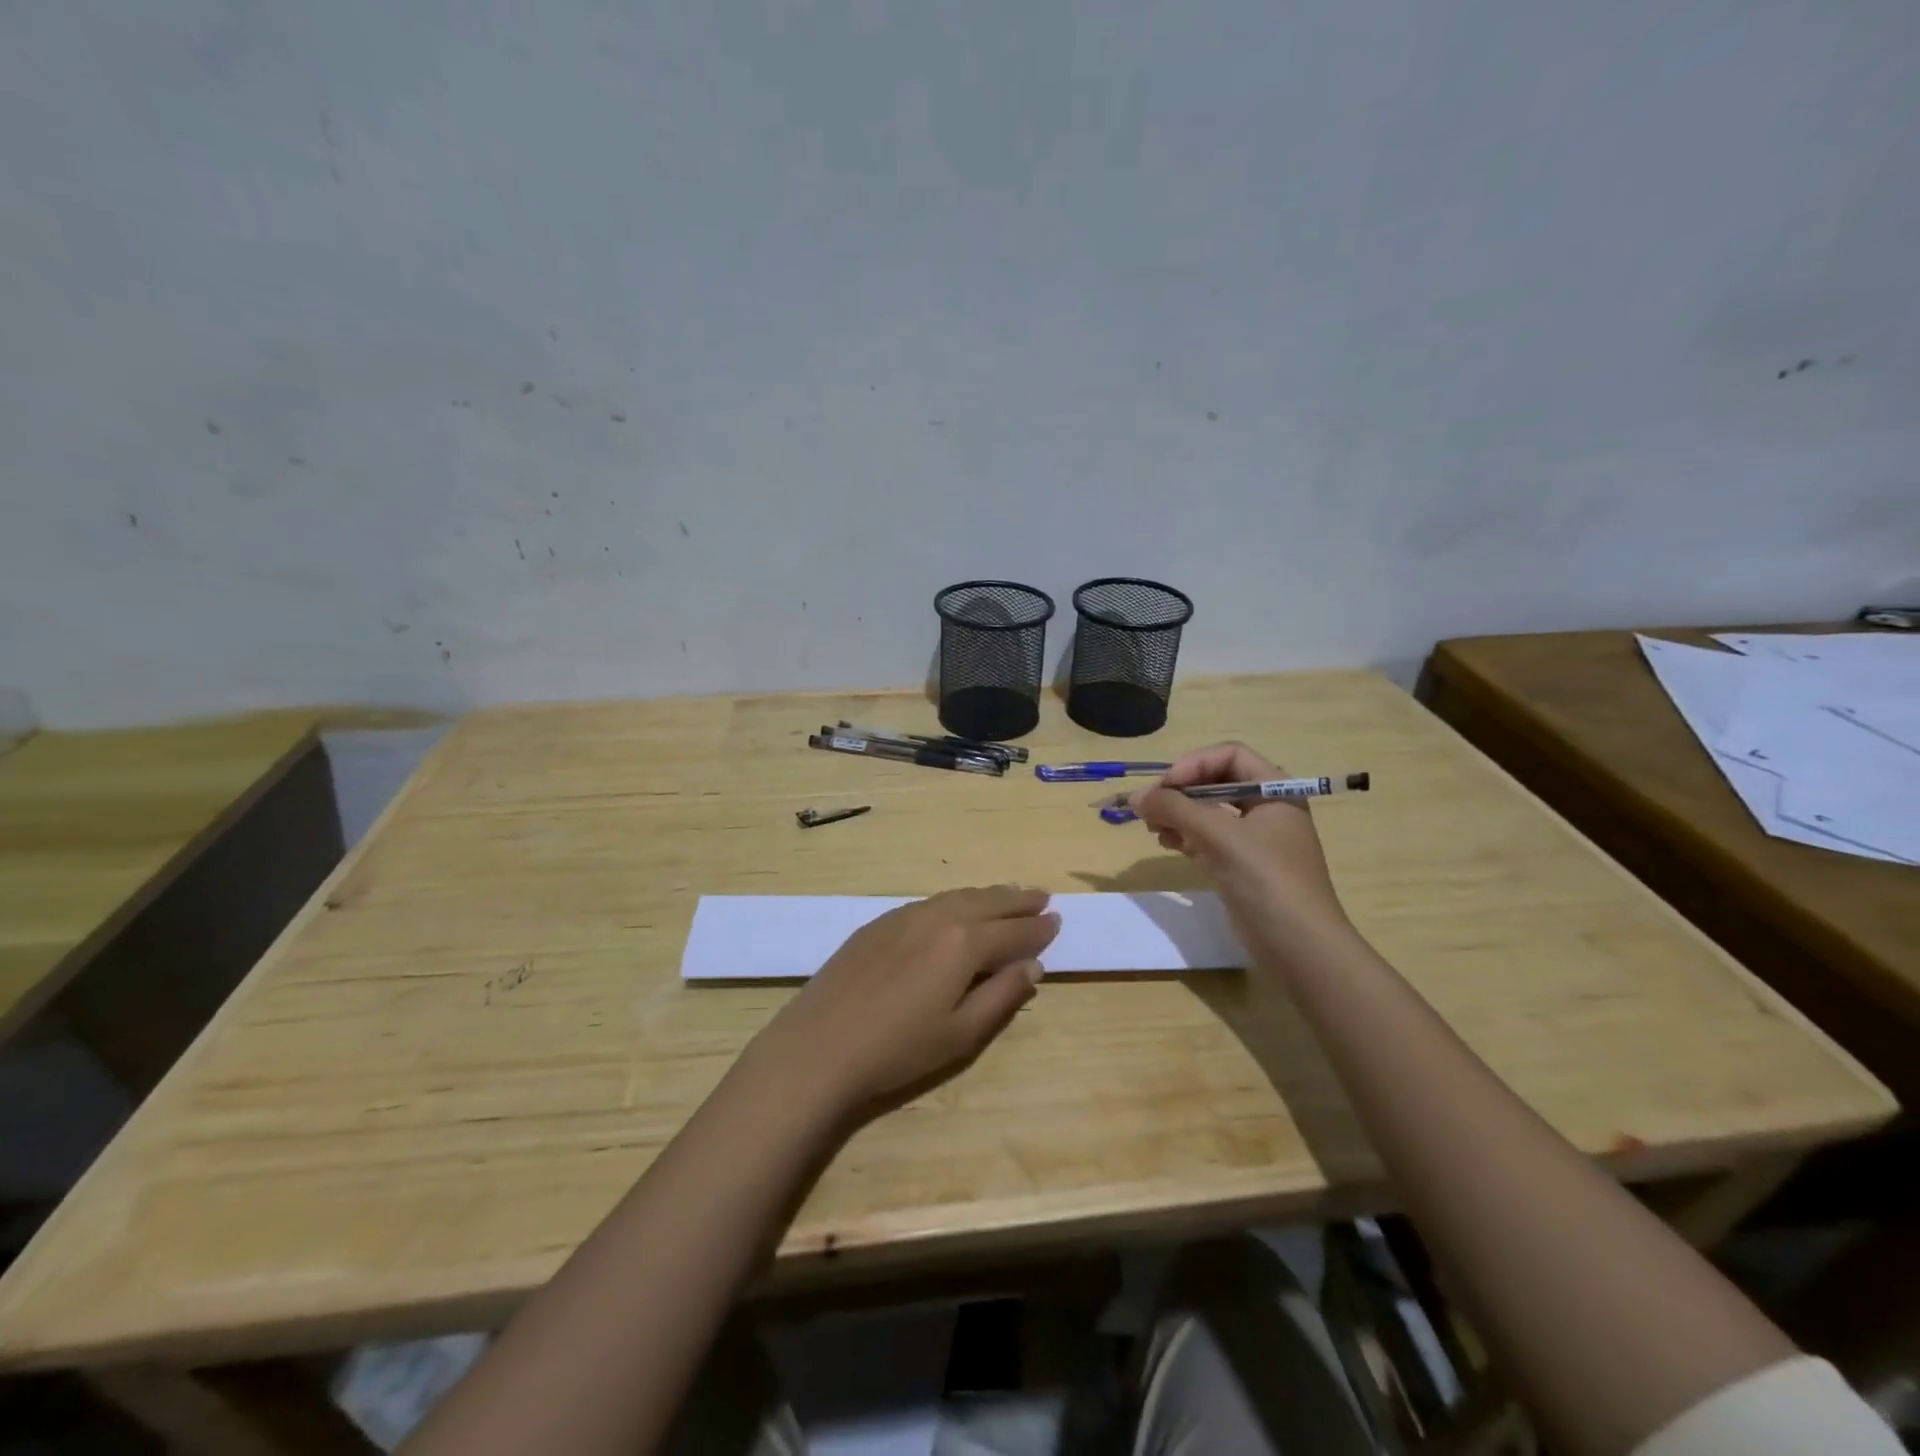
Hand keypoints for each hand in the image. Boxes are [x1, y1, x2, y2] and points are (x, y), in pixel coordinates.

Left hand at [740, 886, 1059, 1125]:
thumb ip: (1002, 996)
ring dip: (987, 895)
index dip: (1037, 928)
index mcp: (963, 944)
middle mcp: (937, 917)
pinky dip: (955, 900)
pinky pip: (929, 902)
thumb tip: (1031, 966)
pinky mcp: (878, 923)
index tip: (1057, 921)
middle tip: (1042, 897)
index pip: (1012, 931)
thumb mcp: (961, 1034)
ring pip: (957, 896)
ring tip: (1008, 895)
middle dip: (1017, 901)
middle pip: (987, 902)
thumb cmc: (898, 1050)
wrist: (819, 1047)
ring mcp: (904, 916)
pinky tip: (957, 908)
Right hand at [1130, 743, 1350, 945]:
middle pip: (1215, 783)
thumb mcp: (1219, 835)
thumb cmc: (1266, 879)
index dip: (1195, 764)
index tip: (1166, 786)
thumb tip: (1134, 796)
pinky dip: (1183, 836)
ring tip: (1151, 825)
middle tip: (1149, 806)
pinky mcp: (1240, 867)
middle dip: (1180, 791)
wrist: (1299, 947)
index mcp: (1275, 791)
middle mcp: (1266, 809)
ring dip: (1177, 813)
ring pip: (1208, 812)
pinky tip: (1164, 841)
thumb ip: (1175, 809)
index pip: (1230, 756)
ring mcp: (1253, 840)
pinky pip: (1206, 839)